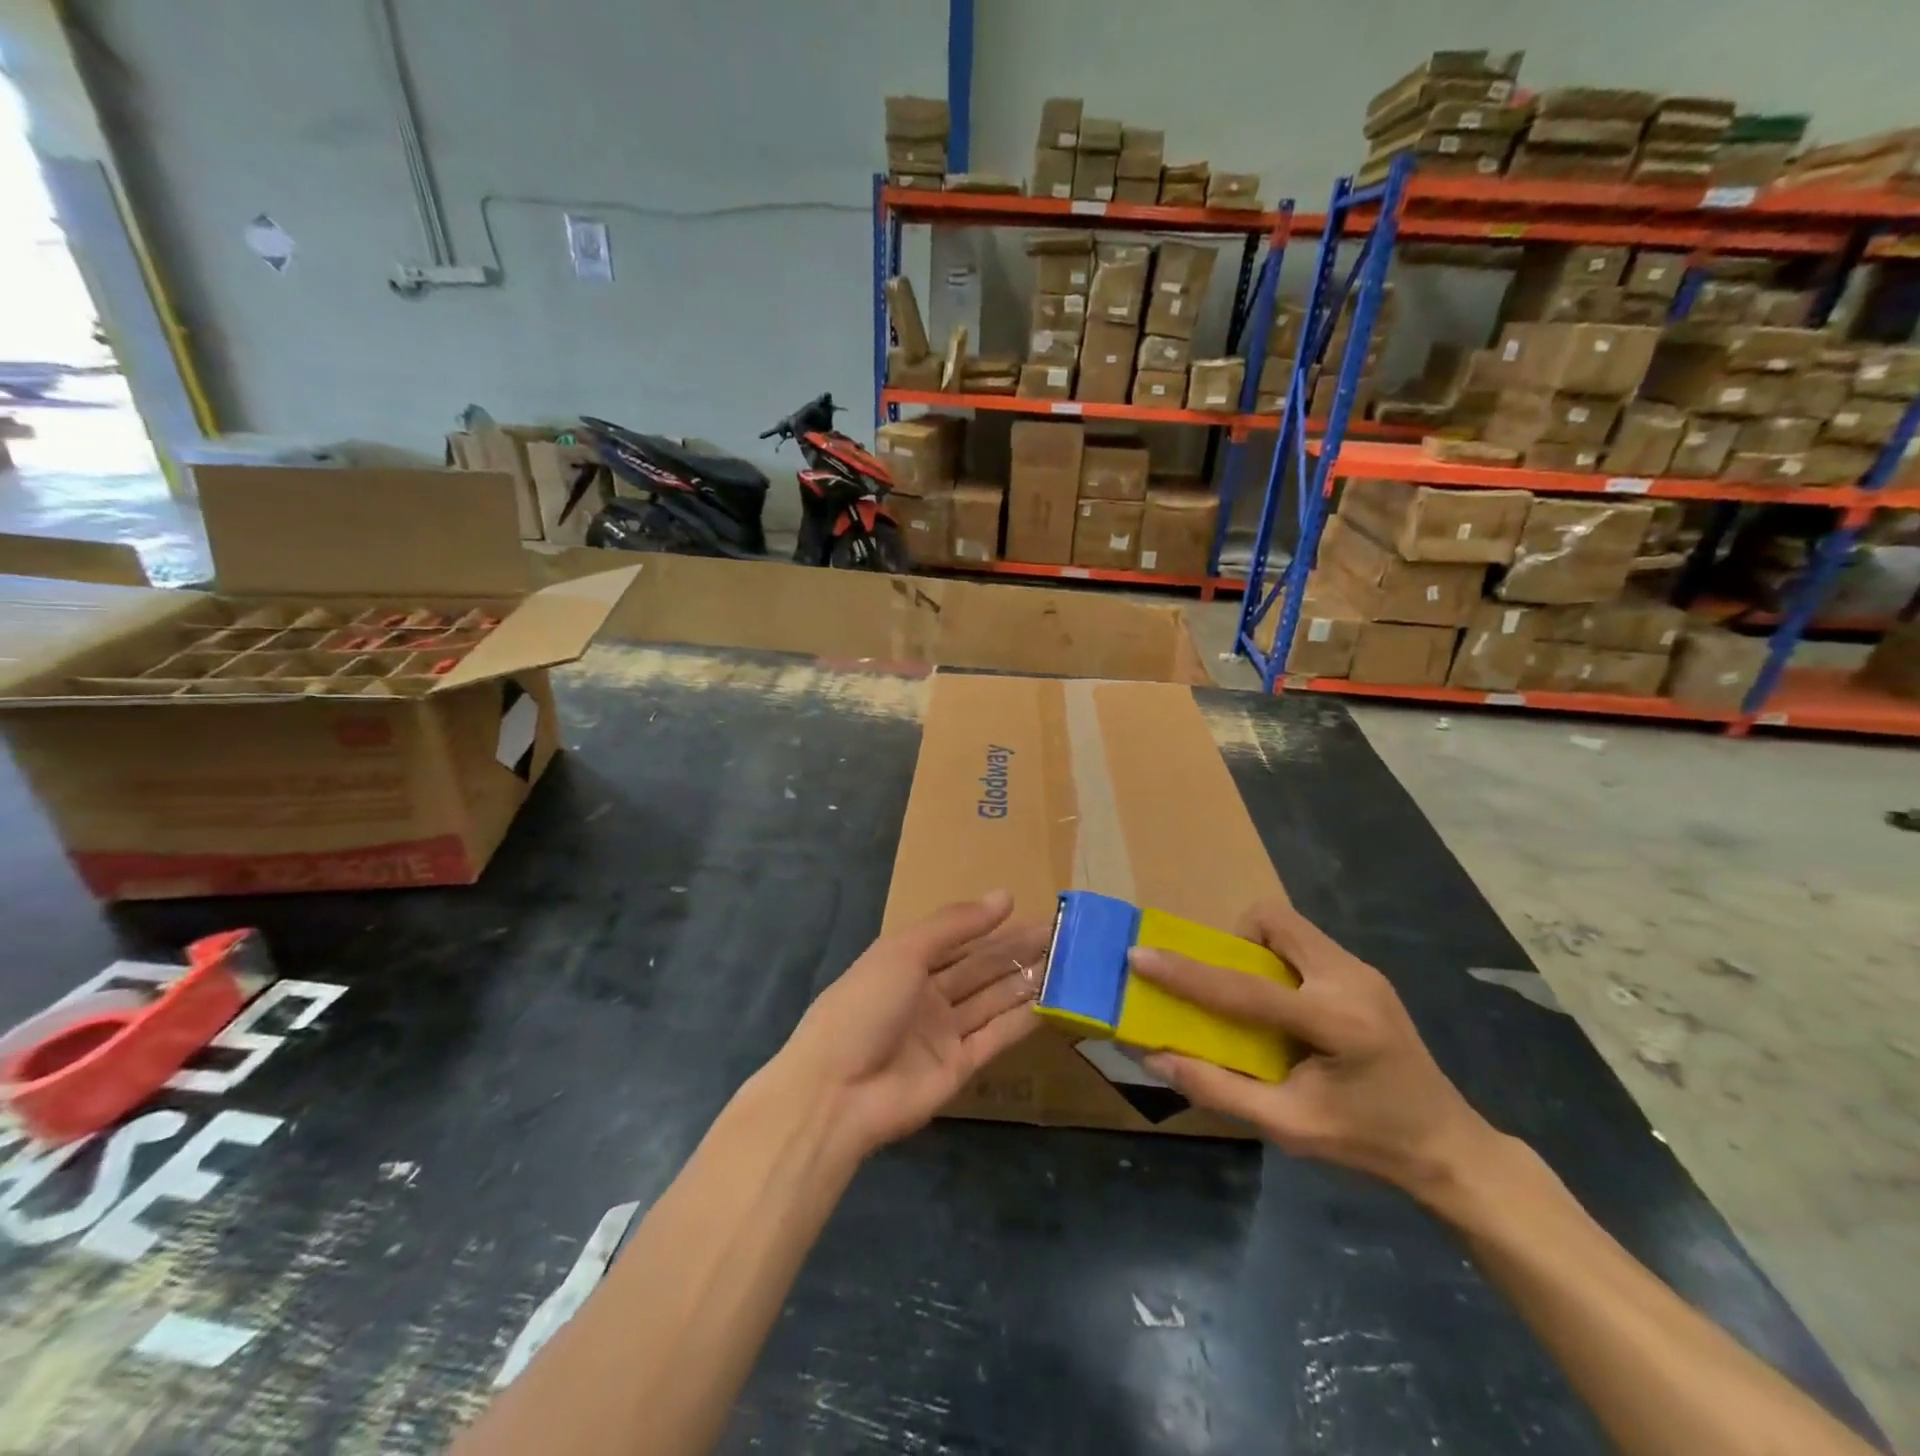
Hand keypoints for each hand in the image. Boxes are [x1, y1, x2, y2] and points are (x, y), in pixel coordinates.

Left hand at [779, 891, 1045, 1158]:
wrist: (836, 1092)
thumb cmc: (864, 1006)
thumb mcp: (903, 951)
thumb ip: (955, 925)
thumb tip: (1005, 896)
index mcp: (906, 962)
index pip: (958, 938)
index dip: (993, 925)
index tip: (1032, 911)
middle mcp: (927, 995)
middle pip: (981, 968)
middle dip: (1018, 951)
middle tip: (1064, 937)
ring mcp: (944, 1033)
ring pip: (993, 1000)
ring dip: (1026, 981)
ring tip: (1068, 964)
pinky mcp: (960, 1067)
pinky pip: (996, 1036)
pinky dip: (1023, 1019)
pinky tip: (1053, 1002)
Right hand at [1128, 895, 1494, 1201]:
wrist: (1449, 1146)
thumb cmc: (1368, 1142)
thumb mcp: (1289, 1127)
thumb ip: (1218, 1089)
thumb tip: (1154, 1058)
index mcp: (1336, 1022)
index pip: (1245, 988)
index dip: (1186, 973)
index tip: (1140, 955)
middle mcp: (1351, 978)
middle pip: (1273, 920)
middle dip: (1233, 941)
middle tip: (1222, 985)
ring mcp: (1362, 970)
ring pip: (1288, 925)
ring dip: (1256, 949)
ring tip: (1253, 1000)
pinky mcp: (1364, 973)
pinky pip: (1303, 943)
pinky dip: (1277, 961)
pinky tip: (1284, 1007)